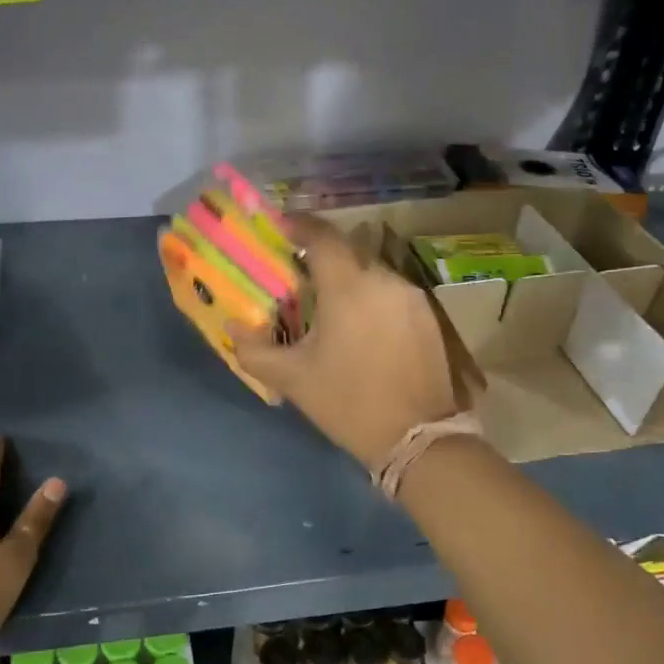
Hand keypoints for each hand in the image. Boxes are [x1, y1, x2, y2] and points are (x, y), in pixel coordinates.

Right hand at [231, 216, 466, 472]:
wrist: (417, 437)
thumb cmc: (348, 402)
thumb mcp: (292, 379)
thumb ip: (255, 350)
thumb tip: (234, 328)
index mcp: (348, 288)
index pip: (322, 237)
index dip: (299, 225)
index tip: (281, 227)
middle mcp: (383, 280)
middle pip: (348, 251)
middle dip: (322, 256)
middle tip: (300, 276)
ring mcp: (411, 297)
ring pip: (373, 272)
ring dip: (349, 279)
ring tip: (330, 306)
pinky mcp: (429, 317)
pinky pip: (392, 292)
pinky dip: (371, 297)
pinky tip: (361, 326)